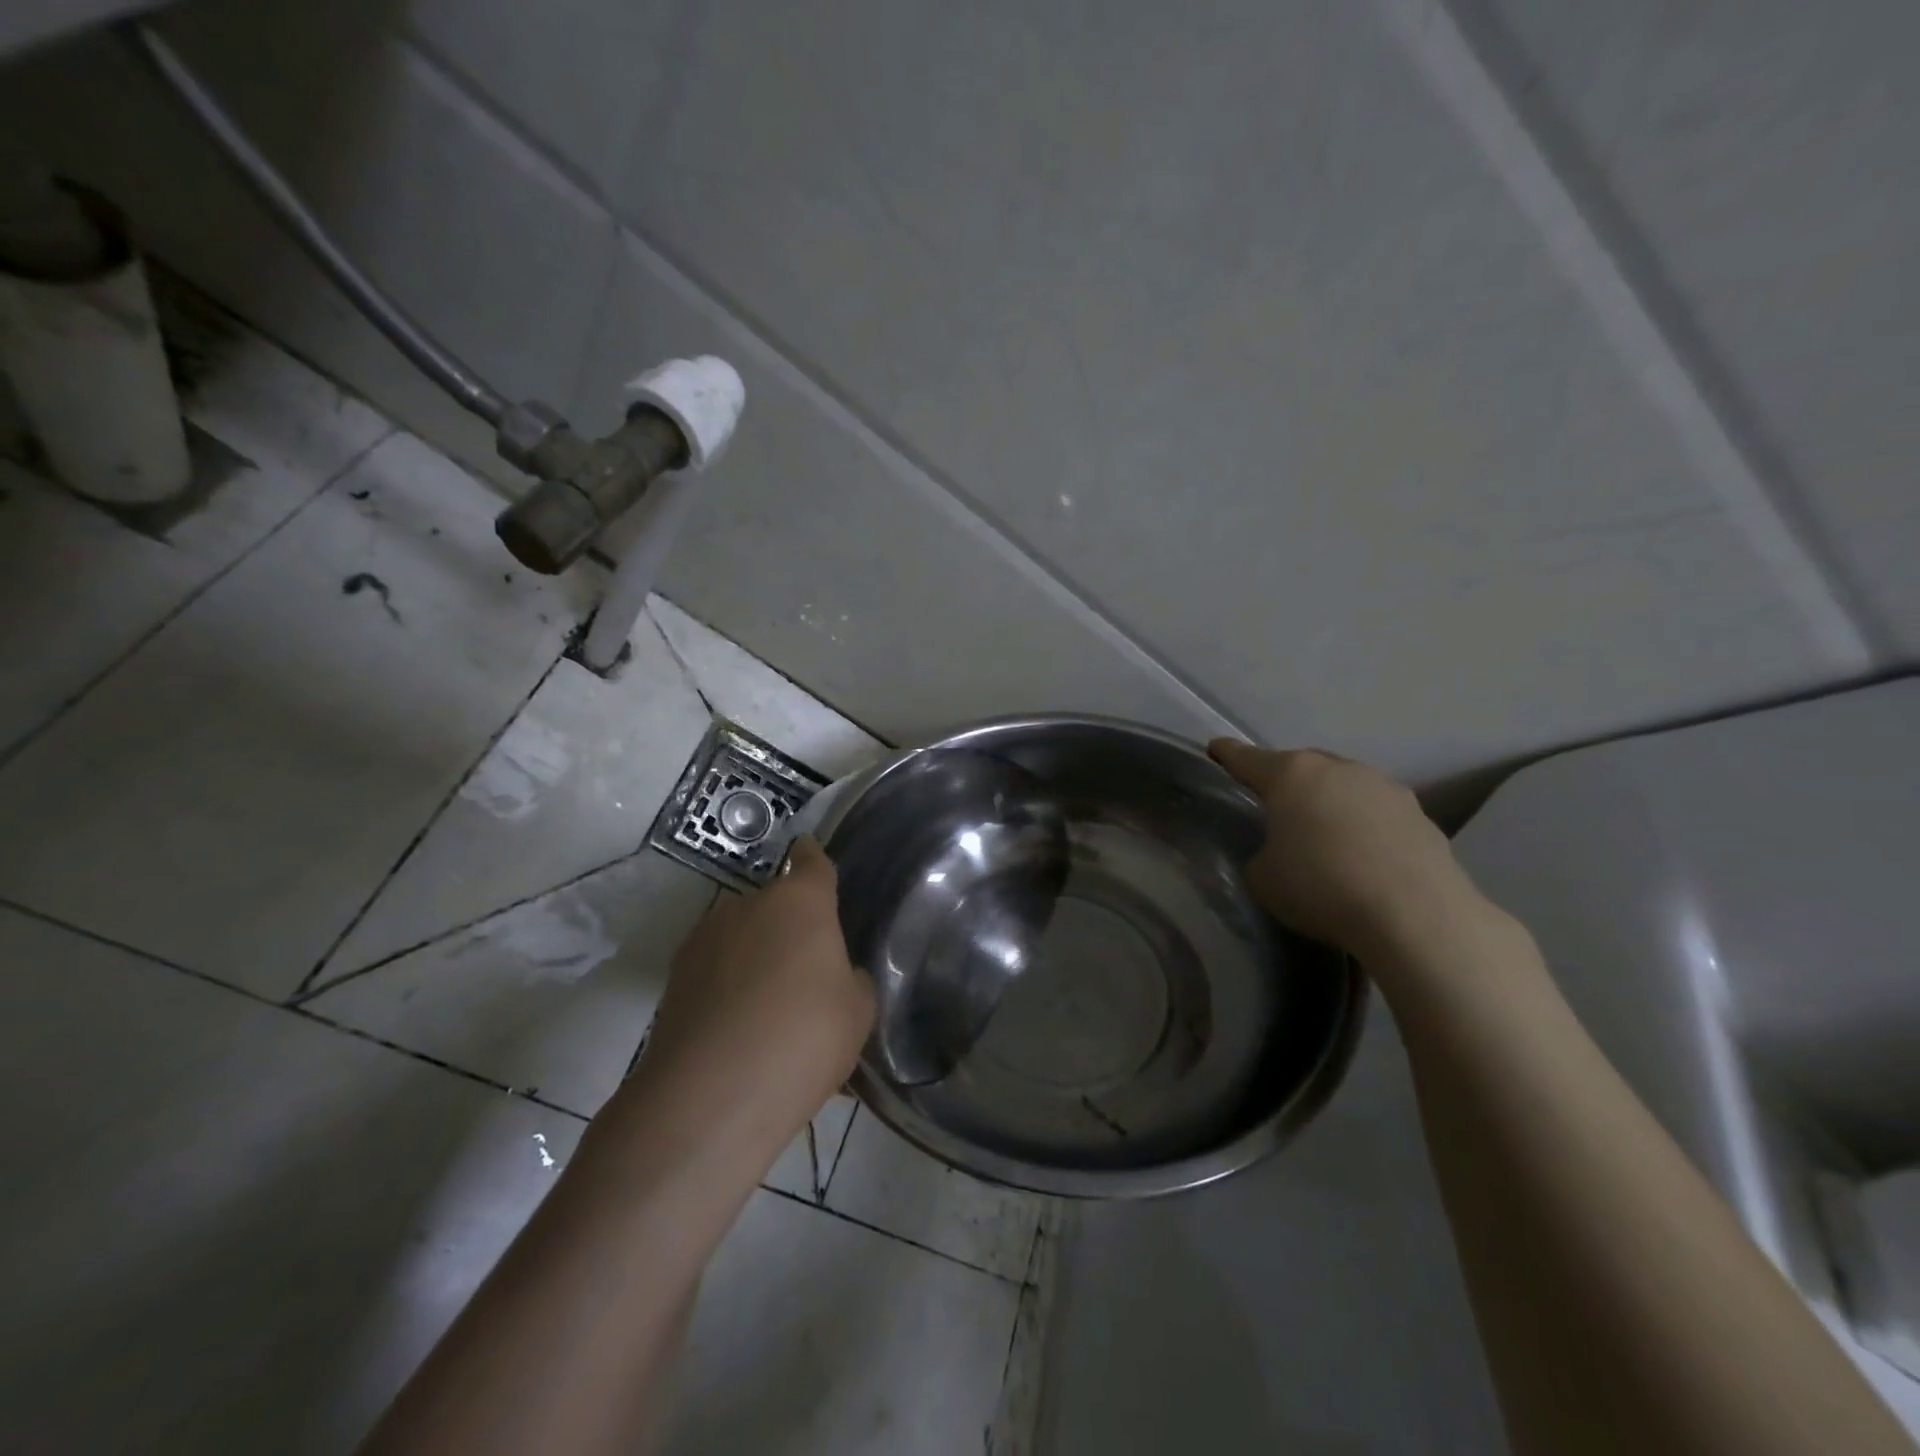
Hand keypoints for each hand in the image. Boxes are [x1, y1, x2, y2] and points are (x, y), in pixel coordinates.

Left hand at [627, 837, 874, 1159]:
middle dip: (790, 930)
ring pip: (742, 940)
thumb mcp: (857, 1012)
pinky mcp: (673, 979)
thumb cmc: (803, 1037)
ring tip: (771, 1014)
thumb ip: (852, 980)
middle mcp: (747, 905)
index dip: (815, 861)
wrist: (709, 1097)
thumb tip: (836, 976)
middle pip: (775, 906)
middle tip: (808, 976)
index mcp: (800, 901)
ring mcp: (704, 939)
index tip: (815, 863)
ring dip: (756, 961)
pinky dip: (728, 991)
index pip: (811, 861)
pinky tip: (740, 1035)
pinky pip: (715, 973)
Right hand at [1208, 740, 1486, 961]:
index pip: (1245, 758)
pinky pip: (1376, 813)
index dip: (1227, 755)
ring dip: (1329, 803)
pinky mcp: (1420, 815)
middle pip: (1299, 767)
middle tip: (1274, 808)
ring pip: (1343, 786)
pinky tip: (1363, 859)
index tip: (1216, 750)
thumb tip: (1279, 852)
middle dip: (1284, 783)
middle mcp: (1337, 769)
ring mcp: (1384, 787)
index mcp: (1290, 775)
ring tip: (1323, 837)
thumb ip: (1261, 854)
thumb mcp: (1263, 878)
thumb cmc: (1322, 888)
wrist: (1416, 916)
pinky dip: (1364, 827)